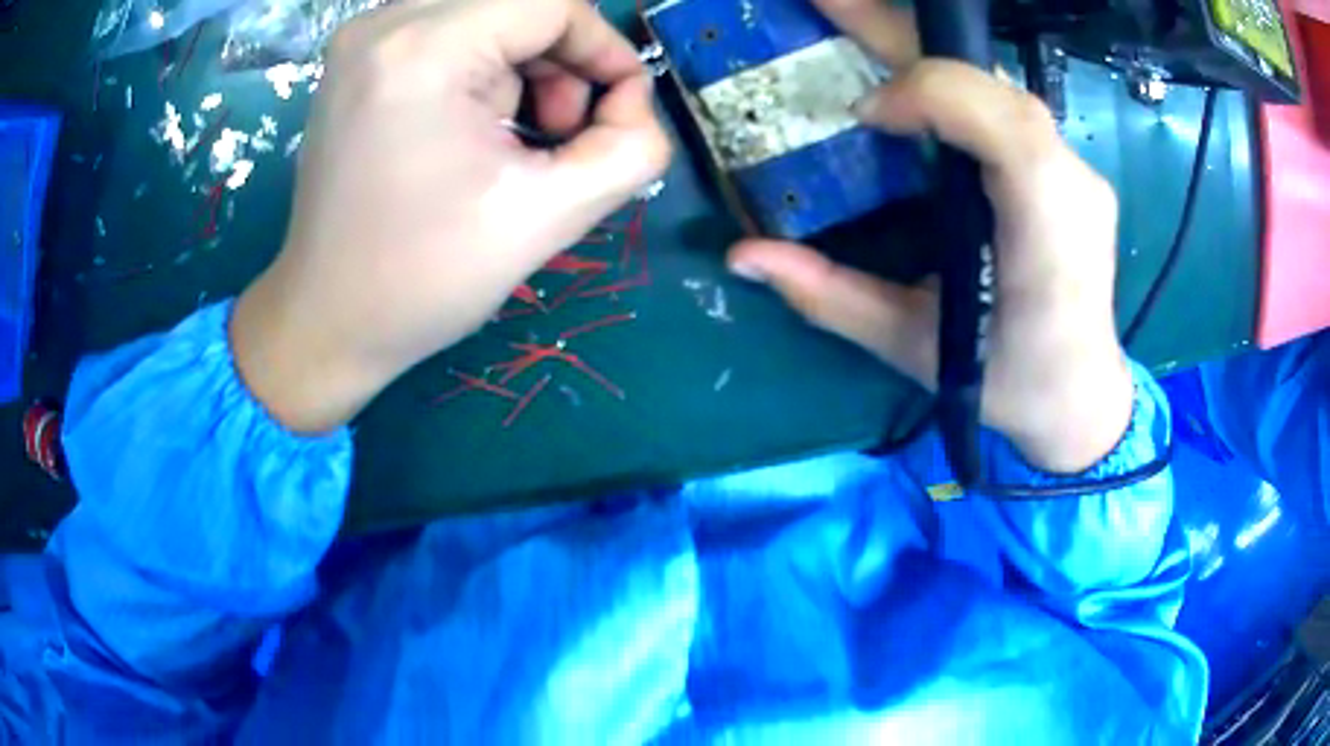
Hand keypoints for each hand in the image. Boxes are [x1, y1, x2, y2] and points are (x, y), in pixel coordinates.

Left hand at [231, 0, 670, 432]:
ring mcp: (362, 37)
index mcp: (422, 49)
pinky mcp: (356, 59)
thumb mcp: (549, 218)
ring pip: (486, 12)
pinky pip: (449, 31)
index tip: (619, 109)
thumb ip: (631, 149)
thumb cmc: (423, 280)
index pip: (552, 2)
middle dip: (561, 58)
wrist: (327, 320)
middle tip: (559, 133)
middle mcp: (383, 23)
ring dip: (522, 64)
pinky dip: (483, 66)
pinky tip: (472, 127)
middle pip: (518, 2)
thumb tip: (635, 103)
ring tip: (513, 138)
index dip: (604, 48)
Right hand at [727, 0, 1130, 472]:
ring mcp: (1078, 172)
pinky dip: (951, 84)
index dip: (930, 93)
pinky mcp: (1068, 171)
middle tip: (826, 3)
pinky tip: (910, 83)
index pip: (1003, 123)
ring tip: (855, 29)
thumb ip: (832, 298)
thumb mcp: (915, 348)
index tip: (865, 113)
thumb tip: (743, 254)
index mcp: (1047, 236)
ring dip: (924, 51)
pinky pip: (1007, 107)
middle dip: (905, 33)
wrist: (1082, 398)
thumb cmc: (1009, 384)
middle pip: (993, 83)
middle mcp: (1073, 186)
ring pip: (999, 86)